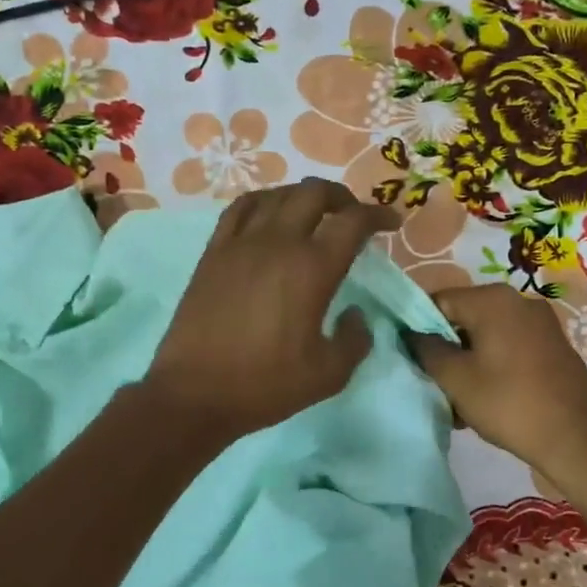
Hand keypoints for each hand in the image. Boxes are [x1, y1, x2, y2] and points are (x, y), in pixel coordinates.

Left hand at [144, 179, 401, 442]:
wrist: (195, 393)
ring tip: (314, 214)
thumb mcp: (329, 374)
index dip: (378, 216)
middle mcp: (278, 243)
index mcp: (312, 269)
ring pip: (277, 195)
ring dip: (303, 196)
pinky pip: (240, 208)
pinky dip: (264, 201)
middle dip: (343, 197)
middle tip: (353, 216)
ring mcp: (241, 243)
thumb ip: (355, 339)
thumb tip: (355, 314)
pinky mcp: (213, 253)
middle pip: (315, 193)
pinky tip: (269, 215)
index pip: (353, 222)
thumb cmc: (266, 385)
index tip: (391, 223)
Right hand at [408, 284, 586, 487]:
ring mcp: (542, 324)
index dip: (418, 328)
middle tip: (434, 384)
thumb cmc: (508, 403)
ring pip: (488, 337)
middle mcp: (520, 301)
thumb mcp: (455, 378)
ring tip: (459, 402)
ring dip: (468, 364)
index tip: (412, 359)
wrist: (577, 438)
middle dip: (446, 350)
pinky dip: (493, 368)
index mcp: (493, 299)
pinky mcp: (554, 348)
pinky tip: (487, 401)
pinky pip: (510, 349)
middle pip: (465, 318)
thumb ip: (427, 349)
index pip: (439, 301)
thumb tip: (413, 334)